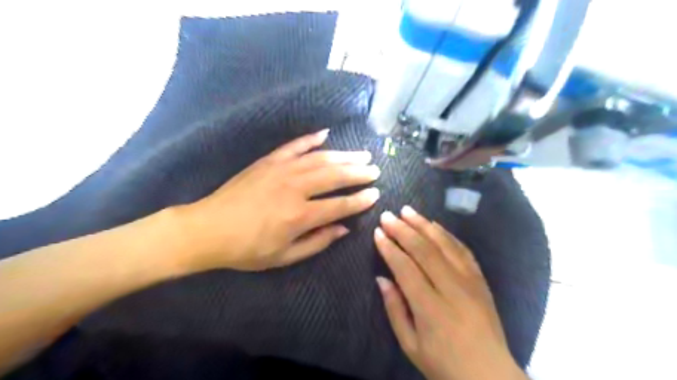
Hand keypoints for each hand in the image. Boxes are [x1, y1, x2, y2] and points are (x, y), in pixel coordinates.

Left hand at [174, 130, 379, 272]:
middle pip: (334, 176)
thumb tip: (344, 228)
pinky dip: (311, 139)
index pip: (340, 205)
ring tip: (361, 154)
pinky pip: (294, 146)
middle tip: (374, 169)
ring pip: (320, 158)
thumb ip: (317, 242)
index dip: (360, 200)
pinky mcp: (268, 161)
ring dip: (343, 155)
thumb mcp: (284, 256)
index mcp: (300, 215)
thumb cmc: (246, 249)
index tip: (376, 193)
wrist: (207, 229)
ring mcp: (281, 170)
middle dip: (358, 172)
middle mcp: (295, 188)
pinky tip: (326, 133)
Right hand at [375, 208, 522, 379]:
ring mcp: (470, 281)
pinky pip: (463, 250)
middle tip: (388, 216)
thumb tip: (381, 278)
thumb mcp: (410, 344)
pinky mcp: (480, 280)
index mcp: (431, 308)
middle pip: (424, 250)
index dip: (389, 248)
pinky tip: (434, 225)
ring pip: (444, 244)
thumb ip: (395, 309)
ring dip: (424, 225)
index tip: (377, 233)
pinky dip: (446, 234)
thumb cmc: (444, 363)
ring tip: (408, 211)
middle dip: (403, 229)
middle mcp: (452, 289)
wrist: (490, 375)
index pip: (405, 268)